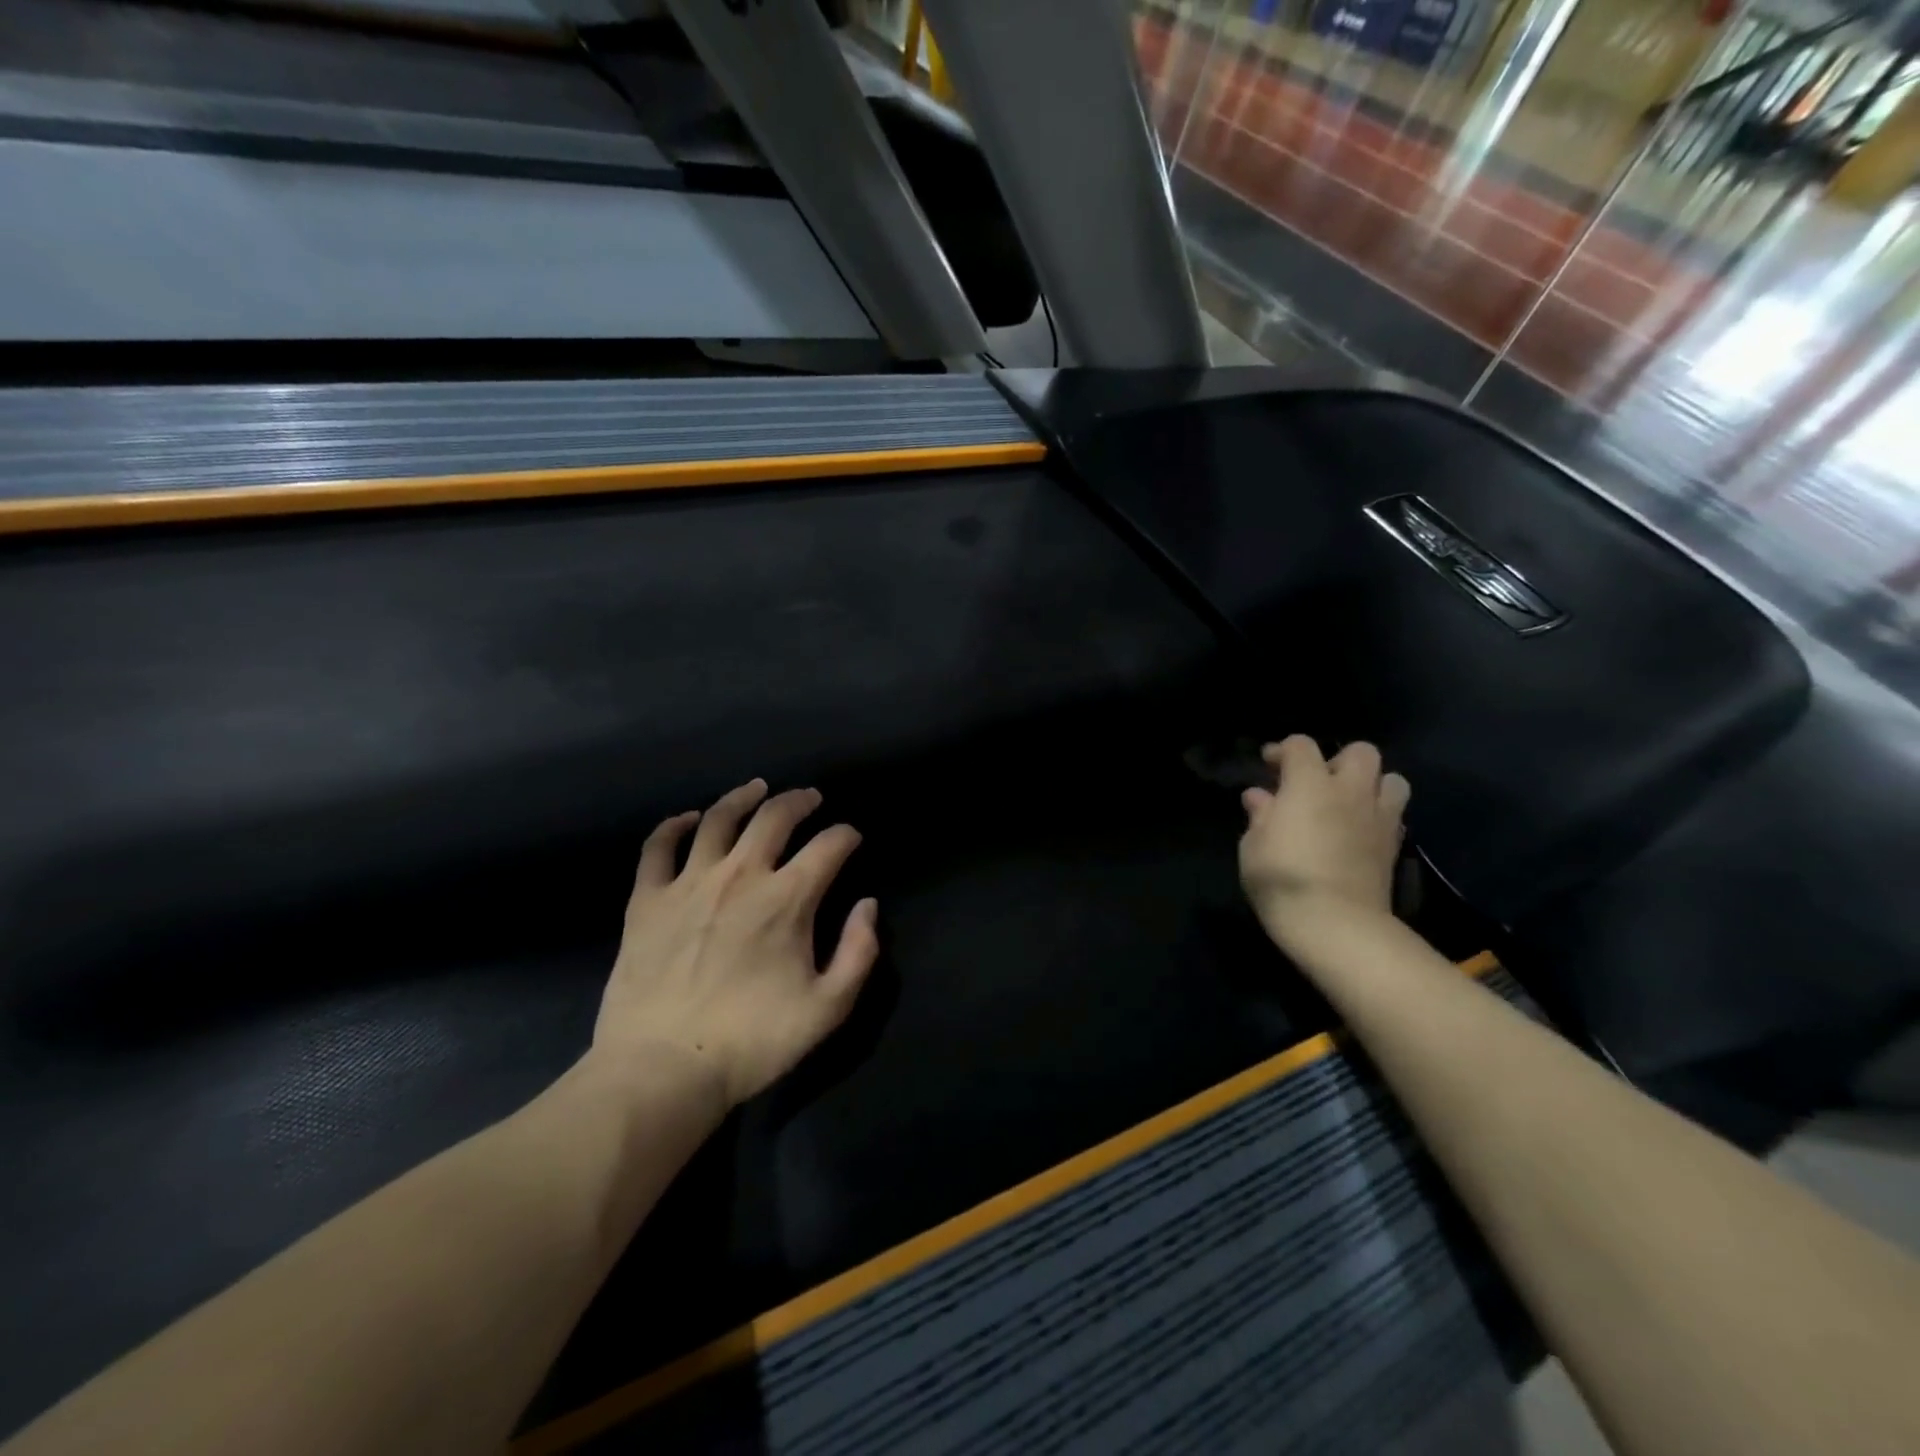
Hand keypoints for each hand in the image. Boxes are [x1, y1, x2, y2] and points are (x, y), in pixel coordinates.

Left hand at [593, 779, 879, 1107]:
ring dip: (743, 797)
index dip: (846, 835)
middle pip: (775, 817)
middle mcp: (741, 875)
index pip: (829, 846)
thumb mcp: (827, 1008)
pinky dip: (675, 826)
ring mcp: (688, 882)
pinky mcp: (647, 899)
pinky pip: (658, 847)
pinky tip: (688, 819)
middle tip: (811, 798)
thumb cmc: (752, 1042)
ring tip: (757, 789)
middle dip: (800, 801)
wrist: (662, 1069)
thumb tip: (868, 906)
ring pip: (719, 819)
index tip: (852, 837)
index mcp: (788, 898)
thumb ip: (859, 952)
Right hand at [1239, 736, 1409, 950]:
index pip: (1301, 745)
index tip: (1269, 765)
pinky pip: (1394, 814)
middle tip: (1317, 782)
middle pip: (1360, 751)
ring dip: (1370, 784)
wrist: (1336, 924)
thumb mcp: (1253, 846)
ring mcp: (1379, 817)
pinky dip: (1378, 814)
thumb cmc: (1282, 878)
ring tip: (1348, 803)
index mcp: (1310, 784)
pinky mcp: (1394, 845)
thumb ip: (1260, 815)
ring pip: (1391, 779)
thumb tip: (1259, 796)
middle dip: (1338, 760)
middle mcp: (1350, 791)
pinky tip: (1357, 831)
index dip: (1284, 750)